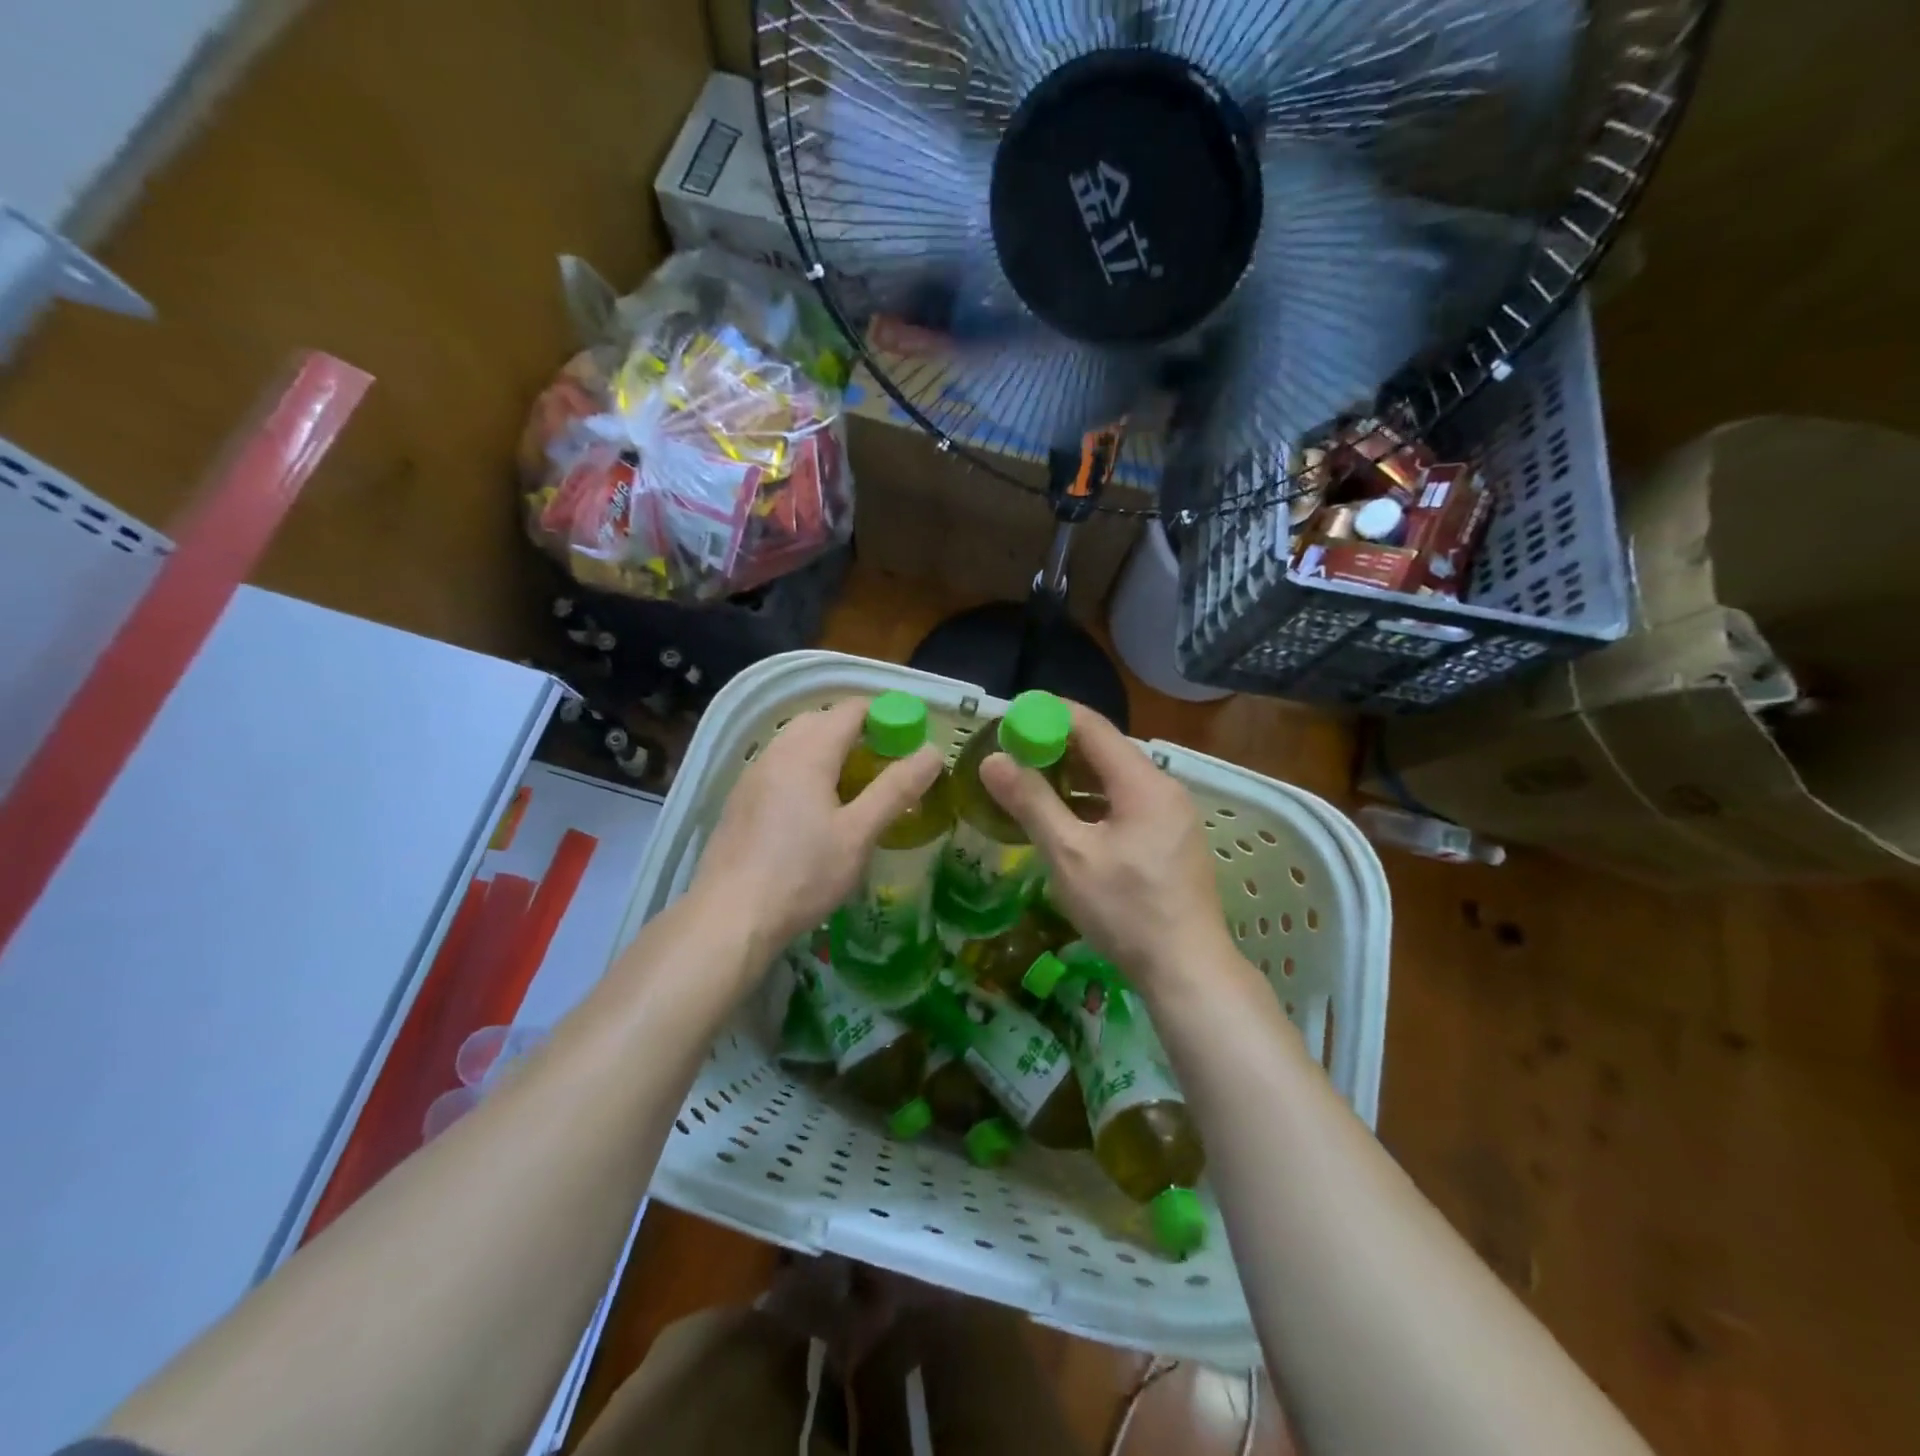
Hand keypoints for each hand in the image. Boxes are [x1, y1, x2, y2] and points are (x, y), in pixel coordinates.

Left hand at [693, 697, 943, 959]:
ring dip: (829, 749)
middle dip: (857, 730)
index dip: (885, 715)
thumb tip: (932, 752)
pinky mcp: (741, 800)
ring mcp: (753, 775)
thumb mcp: (858, 834)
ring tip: (855, 785)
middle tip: (886, 762)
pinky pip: (780, 766)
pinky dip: (806, 768)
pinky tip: (816, 808)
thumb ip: (896, 790)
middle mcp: (777, 752)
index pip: (851, 710)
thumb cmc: (802, 874)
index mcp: (808, 752)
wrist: (730, 918)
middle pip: (821, 720)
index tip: (910, 739)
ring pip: (797, 742)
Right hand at [979, 704, 1229, 988]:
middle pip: (1105, 749)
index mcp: (1142, 782)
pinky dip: (1092, 800)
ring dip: (1073, 776)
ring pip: (1115, 778)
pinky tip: (1066, 818)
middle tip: (1012, 754)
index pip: (1091, 725)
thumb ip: (1031, 802)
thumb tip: (993, 760)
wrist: (1188, 969)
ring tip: (1030, 784)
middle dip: (1057, 746)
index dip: (1049, 715)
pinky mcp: (1171, 838)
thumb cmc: (1126, 910)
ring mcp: (1171, 814)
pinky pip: (1126, 802)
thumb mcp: (1069, 854)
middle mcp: (1163, 787)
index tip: (1010, 720)